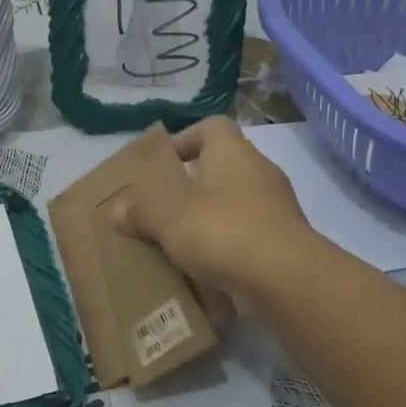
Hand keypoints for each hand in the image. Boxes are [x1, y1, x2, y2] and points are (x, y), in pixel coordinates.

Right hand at [112, 117, 340, 302]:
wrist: (287, 279)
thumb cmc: (223, 232)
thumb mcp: (169, 221)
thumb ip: (142, 213)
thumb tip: (118, 211)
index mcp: (232, 153)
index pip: (211, 127)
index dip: (186, 139)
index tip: (165, 164)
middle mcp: (260, 171)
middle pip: (224, 165)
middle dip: (195, 184)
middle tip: (166, 206)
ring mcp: (278, 206)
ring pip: (238, 201)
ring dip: (212, 216)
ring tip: (183, 241)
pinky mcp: (287, 240)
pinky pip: (251, 233)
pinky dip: (231, 244)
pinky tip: (209, 266)